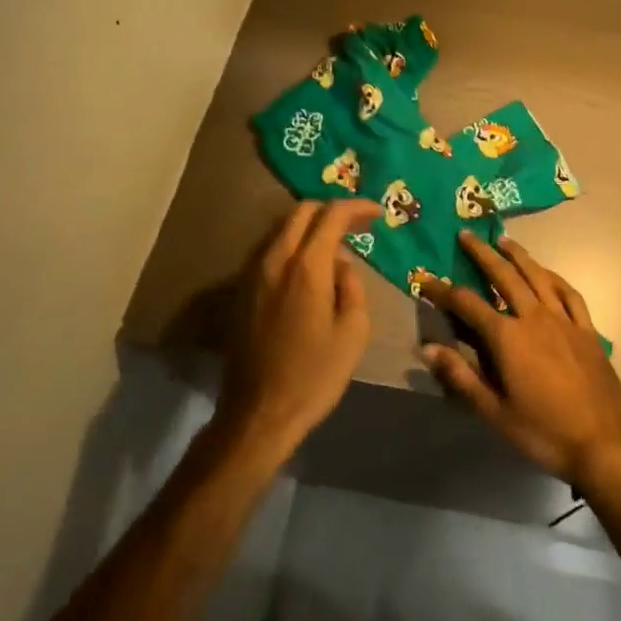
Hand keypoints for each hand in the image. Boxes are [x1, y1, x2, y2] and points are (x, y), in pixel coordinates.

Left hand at [216, 199, 375, 462]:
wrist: (258, 413)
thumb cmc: (313, 376)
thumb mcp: (353, 332)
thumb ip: (352, 286)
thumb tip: (341, 265)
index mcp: (306, 266)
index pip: (332, 215)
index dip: (357, 207)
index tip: (378, 212)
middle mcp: (276, 258)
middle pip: (303, 211)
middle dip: (332, 210)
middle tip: (358, 225)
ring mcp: (254, 272)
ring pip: (284, 228)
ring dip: (311, 226)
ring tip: (336, 244)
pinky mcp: (242, 289)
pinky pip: (272, 249)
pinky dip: (294, 245)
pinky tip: (310, 268)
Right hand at [417, 232, 620, 490]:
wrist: (603, 443)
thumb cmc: (544, 432)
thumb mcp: (495, 412)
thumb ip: (461, 376)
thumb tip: (427, 347)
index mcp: (508, 337)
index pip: (467, 303)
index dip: (443, 290)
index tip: (426, 277)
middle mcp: (534, 317)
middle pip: (504, 275)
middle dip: (482, 253)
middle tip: (466, 234)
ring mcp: (563, 320)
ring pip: (537, 275)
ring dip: (518, 255)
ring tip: (503, 239)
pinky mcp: (586, 329)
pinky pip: (568, 293)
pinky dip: (554, 277)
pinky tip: (546, 272)